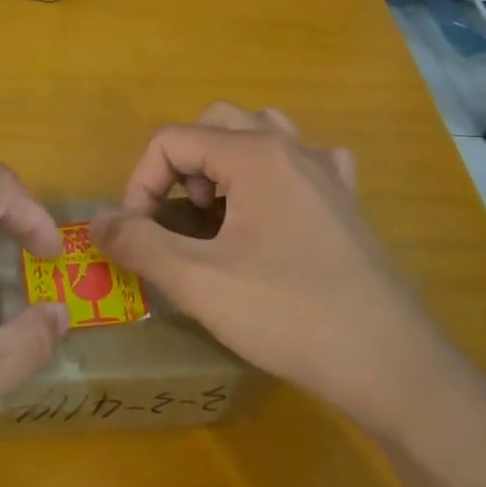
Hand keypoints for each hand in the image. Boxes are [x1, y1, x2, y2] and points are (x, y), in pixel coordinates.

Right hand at [90, 103, 453, 436]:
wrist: (388, 362)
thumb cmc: (287, 314)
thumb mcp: (198, 282)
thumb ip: (138, 244)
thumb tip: (97, 222)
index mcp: (254, 154)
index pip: (172, 140)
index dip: (139, 183)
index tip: (137, 234)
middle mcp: (292, 147)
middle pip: (215, 124)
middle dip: (181, 166)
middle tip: (179, 219)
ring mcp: (327, 172)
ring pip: (262, 135)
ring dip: (225, 164)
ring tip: (219, 213)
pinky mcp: (348, 202)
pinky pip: (305, 162)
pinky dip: (275, 175)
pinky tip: (275, 212)